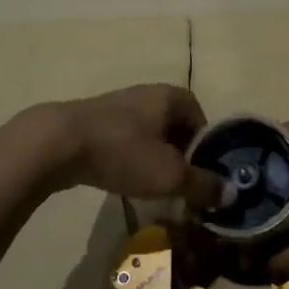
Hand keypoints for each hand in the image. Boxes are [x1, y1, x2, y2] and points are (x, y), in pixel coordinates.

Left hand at [26, 84, 223, 211]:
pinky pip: (125, 140)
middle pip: (175, 127)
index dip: (205, 150)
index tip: (201, 177)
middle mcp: (148, 93)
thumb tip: (232, 194)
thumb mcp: (170, 175)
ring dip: (154, 159)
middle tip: (178, 186)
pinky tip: (122, 179)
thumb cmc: (123, 152)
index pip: (202, 120)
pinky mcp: (94, 121)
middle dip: (180, 156)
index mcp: (172, 96)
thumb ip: (203, 185)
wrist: (57, 144)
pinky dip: (129, 158)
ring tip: (151, 187)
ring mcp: (119, 105)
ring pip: (149, 135)